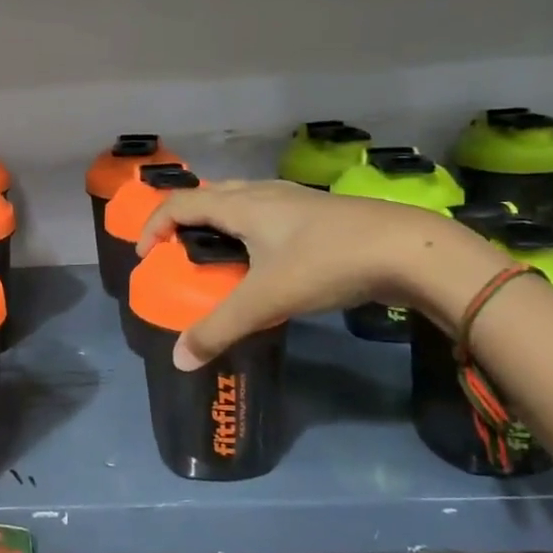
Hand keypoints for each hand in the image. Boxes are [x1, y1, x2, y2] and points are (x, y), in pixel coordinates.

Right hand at [136, 180, 508, 368]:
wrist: (408, 248)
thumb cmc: (326, 263)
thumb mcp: (266, 300)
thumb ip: (219, 328)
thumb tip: (178, 359)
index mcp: (241, 205)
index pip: (180, 203)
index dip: (154, 225)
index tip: (144, 255)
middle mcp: (262, 193)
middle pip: (209, 195)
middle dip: (184, 220)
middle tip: (177, 252)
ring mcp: (293, 199)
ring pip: (240, 200)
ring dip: (217, 221)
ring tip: (215, 254)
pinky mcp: (318, 212)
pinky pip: (265, 211)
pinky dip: (247, 228)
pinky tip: (265, 257)